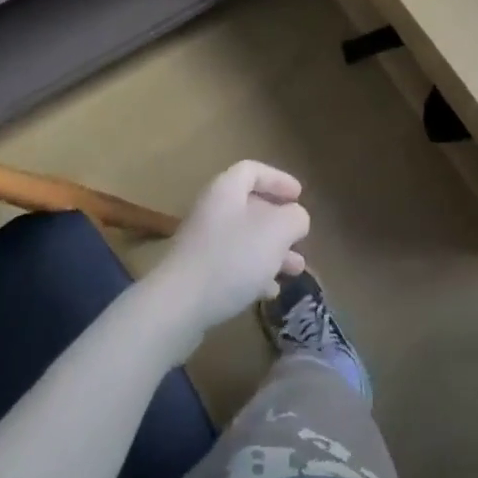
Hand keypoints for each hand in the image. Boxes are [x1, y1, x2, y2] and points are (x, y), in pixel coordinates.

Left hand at [149, 162, 309, 343]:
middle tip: (300, 236)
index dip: (278, 179)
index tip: (299, 195)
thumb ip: (294, 218)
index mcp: (226, 190)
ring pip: (244, 239)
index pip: (252, 170)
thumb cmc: (231, 258)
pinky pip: (232, 266)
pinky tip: (270, 291)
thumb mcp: (276, 231)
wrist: (177, 307)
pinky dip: (254, 274)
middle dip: (279, 222)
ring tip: (296, 269)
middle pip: (250, 206)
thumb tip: (296, 217)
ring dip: (272, 251)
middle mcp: (212, 211)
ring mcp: (202, 245)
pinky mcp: (197, 276)